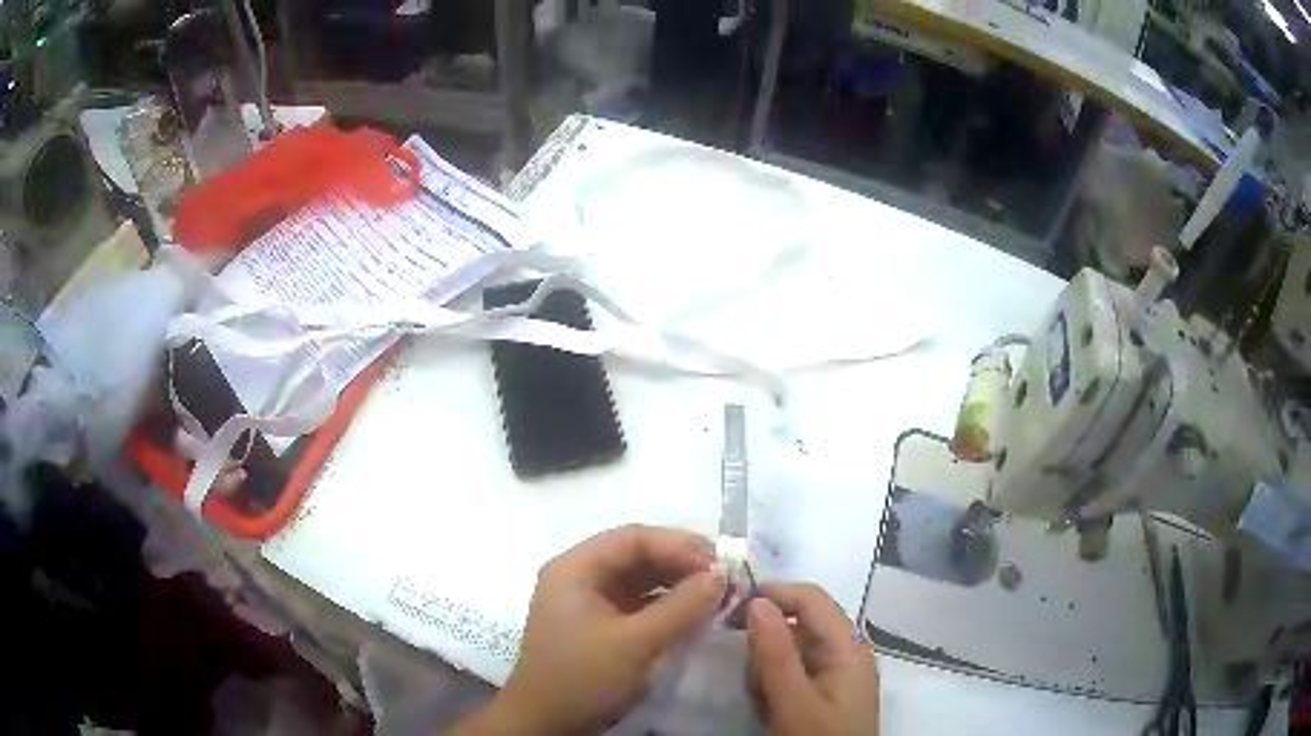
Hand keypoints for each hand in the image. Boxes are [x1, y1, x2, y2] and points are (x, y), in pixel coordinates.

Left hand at [456, 525, 727, 734]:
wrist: (546, 724)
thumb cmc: (582, 678)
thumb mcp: (635, 643)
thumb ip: (680, 607)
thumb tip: (722, 576)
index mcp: (575, 568)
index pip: (632, 539)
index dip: (679, 546)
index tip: (719, 566)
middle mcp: (579, 576)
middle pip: (636, 554)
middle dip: (681, 562)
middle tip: (724, 577)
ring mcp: (587, 601)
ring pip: (639, 578)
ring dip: (677, 582)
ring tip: (716, 593)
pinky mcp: (598, 624)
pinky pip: (637, 602)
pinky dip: (666, 604)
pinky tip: (693, 612)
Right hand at [747, 583, 879, 735]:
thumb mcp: (793, 703)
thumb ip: (775, 653)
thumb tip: (756, 601)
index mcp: (848, 646)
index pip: (811, 598)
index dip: (773, 592)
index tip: (728, 606)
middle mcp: (847, 651)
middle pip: (801, 622)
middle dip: (767, 638)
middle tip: (741, 663)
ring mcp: (837, 672)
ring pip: (793, 647)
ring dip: (769, 664)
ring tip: (759, 696)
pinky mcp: (826, 690)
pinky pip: (795, 670)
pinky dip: (775, 681)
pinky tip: (768, 704)